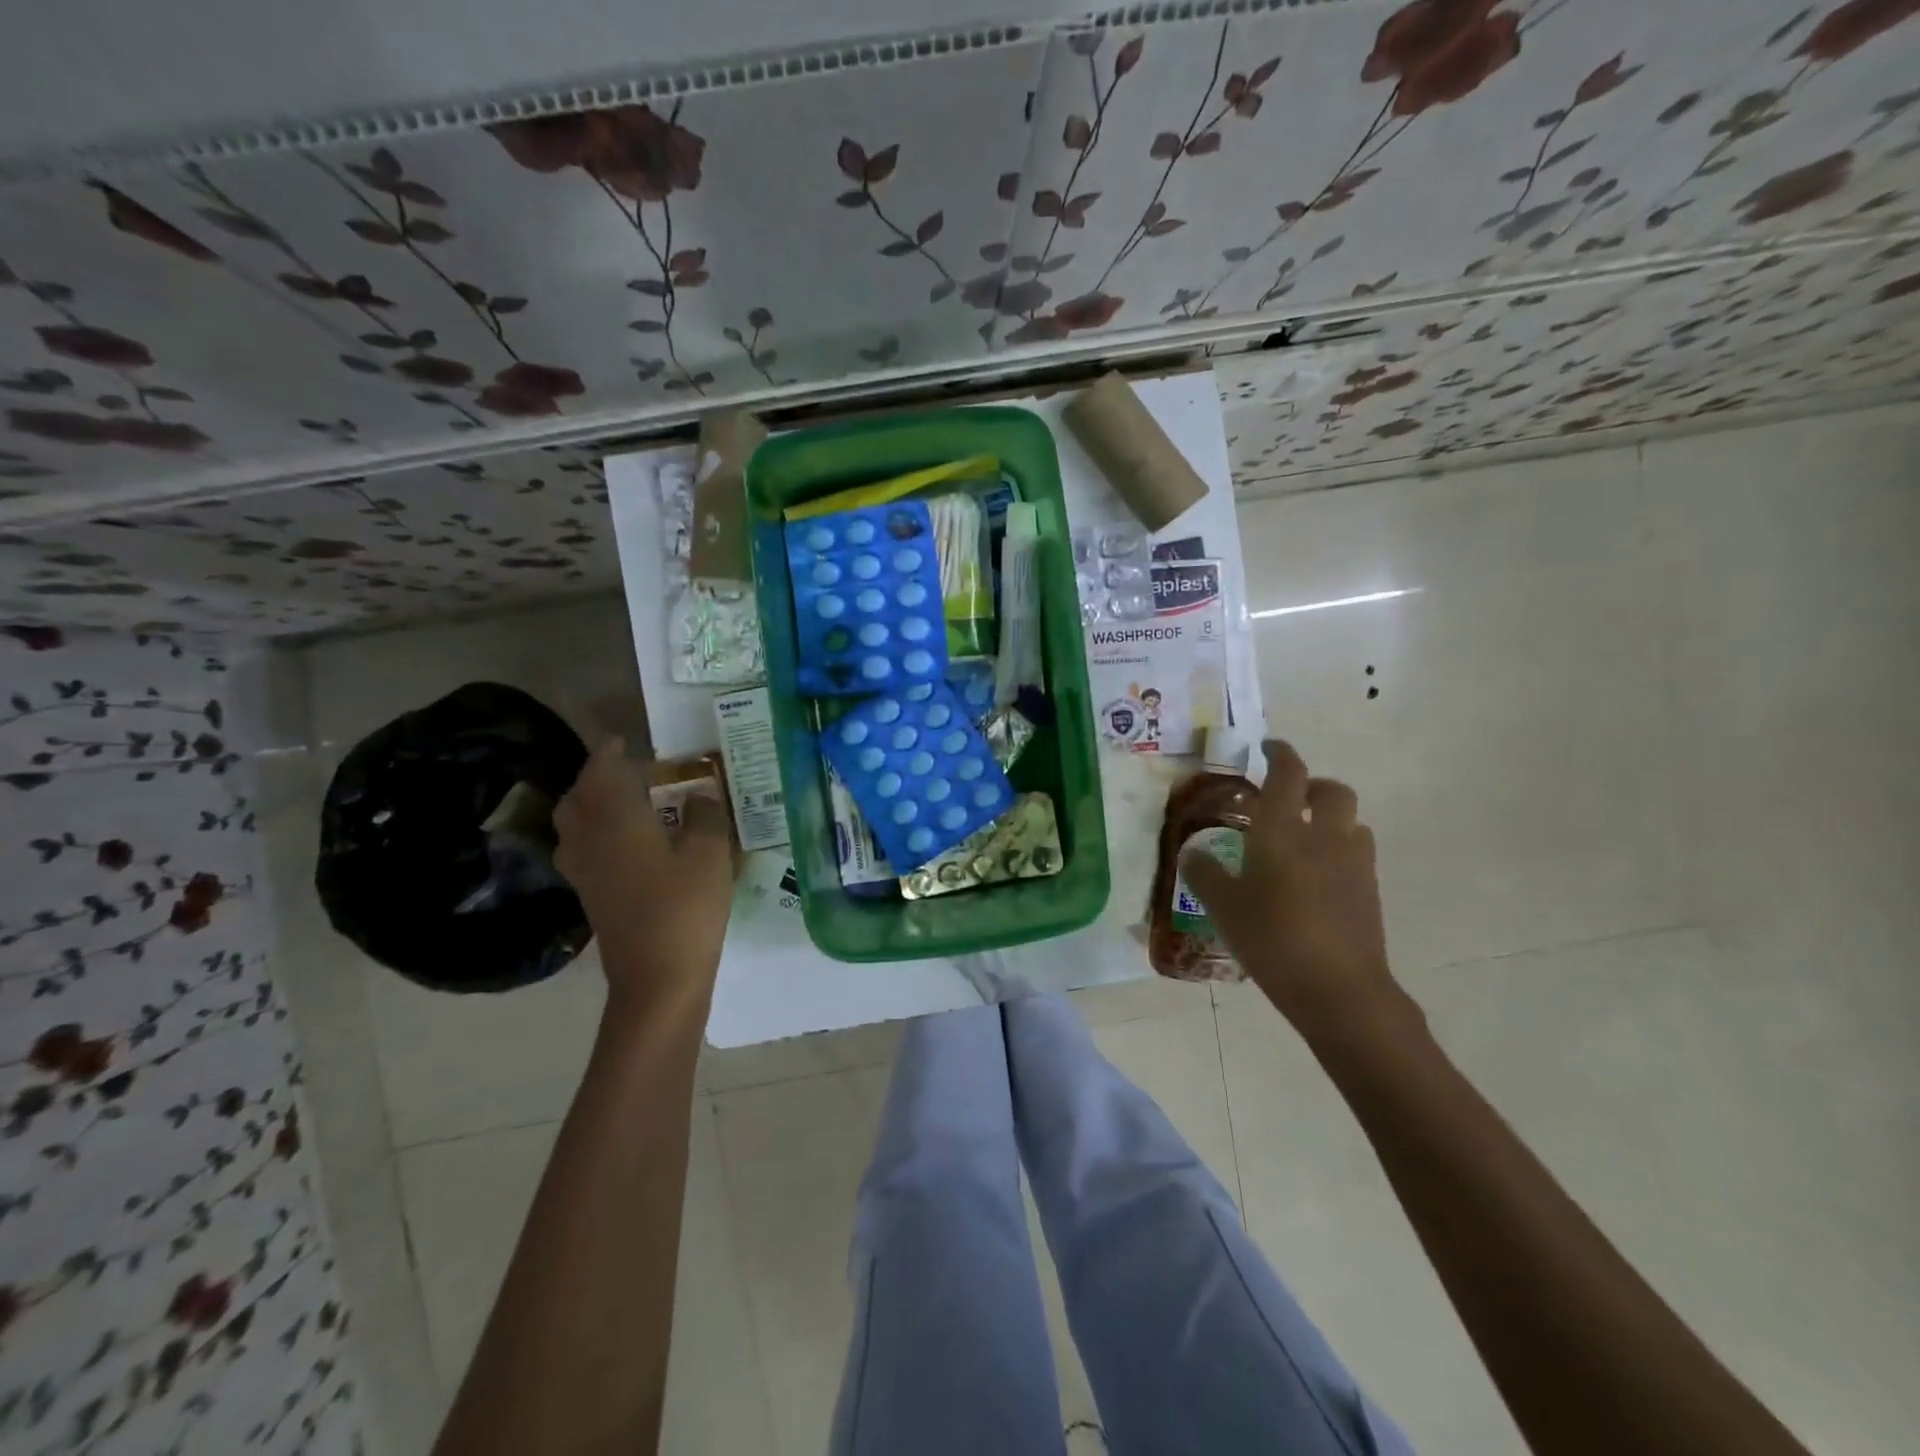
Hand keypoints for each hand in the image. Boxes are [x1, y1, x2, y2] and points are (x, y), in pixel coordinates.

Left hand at [554, 739, 734, 1022]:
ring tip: (624, 801)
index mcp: (617, 821)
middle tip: (626, 770)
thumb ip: (706, 816)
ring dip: (591, 804)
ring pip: (574, 825)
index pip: (602, 772)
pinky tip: (624, 842)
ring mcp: (586, 871)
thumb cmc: (686, 908)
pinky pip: (582, 849)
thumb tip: (701, 797)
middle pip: (578, 798)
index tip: (623, 740)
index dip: (610, 753)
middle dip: (595, 777)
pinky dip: (595, 833)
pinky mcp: (592, 896)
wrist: (658, 978)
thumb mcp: (711, 854)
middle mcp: (591, 840)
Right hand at [1179, 740, 1406, 1036]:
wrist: (1339, 989)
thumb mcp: (1223, 907)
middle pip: (1332, 790)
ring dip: (1331, 818)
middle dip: (1312, 785)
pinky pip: (1357, 853)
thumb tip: (1193, 853)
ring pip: (1351, 821)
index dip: (1280, 753)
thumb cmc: (1272, 939)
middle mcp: (1324, 836)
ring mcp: (1353, 863)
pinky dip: (1340, 850)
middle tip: (1289, 799)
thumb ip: (1205, 874)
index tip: (1268, 747)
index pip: (1288, 774)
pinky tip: (1318, 877)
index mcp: (1283, 830)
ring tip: (1305, 839)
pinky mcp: (1370, 890)